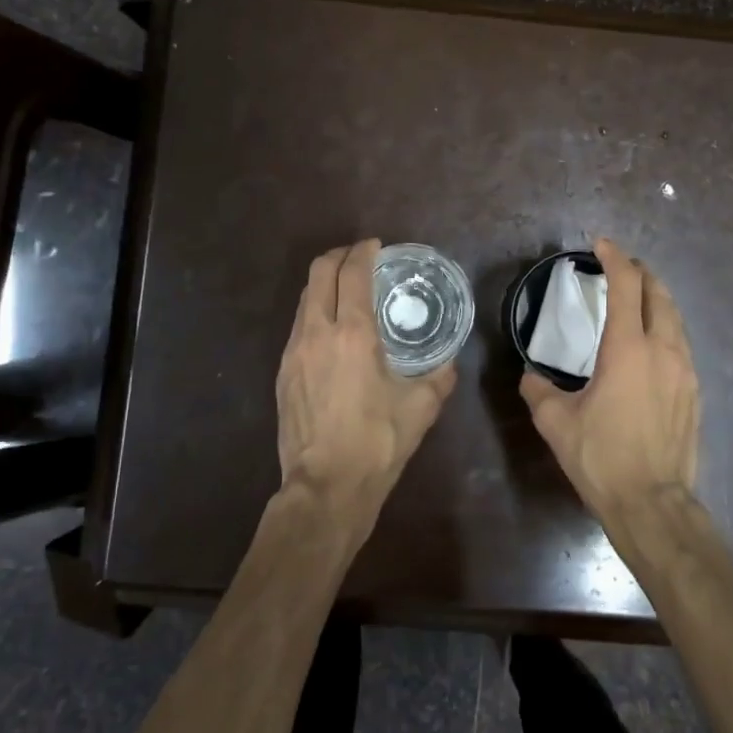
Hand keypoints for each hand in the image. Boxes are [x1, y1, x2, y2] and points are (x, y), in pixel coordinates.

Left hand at [276, 239, 456, 535]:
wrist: (326, 487)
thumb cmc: (378, 442)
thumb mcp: (422, 407)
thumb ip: (440, 376)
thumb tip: (449, 361)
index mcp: (352, 334)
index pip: (352, 273)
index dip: (363, 251)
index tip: (376, 245)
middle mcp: (317, 333)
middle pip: (318, 273)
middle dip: (338, 256)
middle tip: (360, 258)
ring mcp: (293, 352)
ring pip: (304, 299)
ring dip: (324, 284)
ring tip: (347, 292)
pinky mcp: (283, 373)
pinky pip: (298, 326)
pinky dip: (315, 312)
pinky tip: (333, 332)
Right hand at [520, 238, 700, 517]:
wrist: (653, 503)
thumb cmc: (601, 458)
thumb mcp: (556, 423)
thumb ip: (538, 390)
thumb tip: (530, 376)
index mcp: (627, 349)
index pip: (626, 286)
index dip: (614, 258)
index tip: (601, 245)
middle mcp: (663, 350)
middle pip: (659, 294)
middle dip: (641, 273)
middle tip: (622, 267)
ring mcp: (685, 371)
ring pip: (676, 319)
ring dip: (657, 300)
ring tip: (639, 299)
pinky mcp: (695, 393)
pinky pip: (682, 346)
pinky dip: (666, 329)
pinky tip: (653, 345)